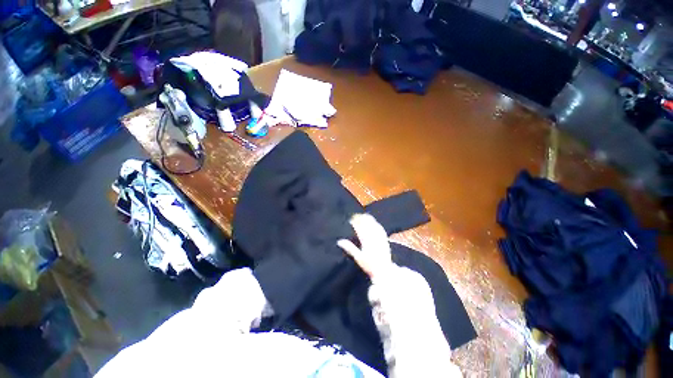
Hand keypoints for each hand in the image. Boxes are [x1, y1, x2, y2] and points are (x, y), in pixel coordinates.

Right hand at [337, 214, 391, 278]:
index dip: (355, 222)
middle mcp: (374, 237)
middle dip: (361, 219)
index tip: (350, 220)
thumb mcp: (358, 258)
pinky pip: (381, 228)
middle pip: (367, 224)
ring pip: (374, 225)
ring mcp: (380, 238)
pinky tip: (374, 222)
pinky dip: (376, 224)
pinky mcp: (385, 239)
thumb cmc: (370, 266)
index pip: (359, 228)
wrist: (384, 271)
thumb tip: (339, 241)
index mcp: (366, 241)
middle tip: (355, 216)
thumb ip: (349, 248)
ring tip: (363, 216)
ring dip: (368, 219)